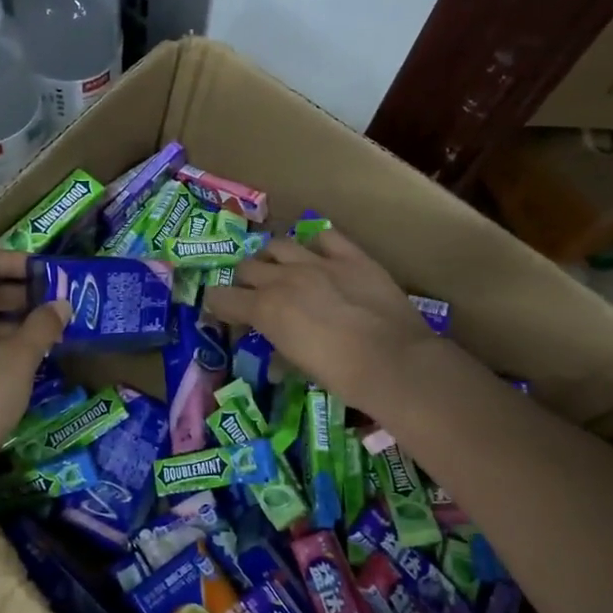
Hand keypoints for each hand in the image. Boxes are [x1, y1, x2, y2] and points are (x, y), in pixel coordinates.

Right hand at [204, 228, 438, 412]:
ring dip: (273, 258)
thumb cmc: (341, 376)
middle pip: (246, 266)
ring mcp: (318, 262)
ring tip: (283, 271)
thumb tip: (275, 361)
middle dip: (245, 281)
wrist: (394, 361)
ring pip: (278, 245)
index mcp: (265, 309)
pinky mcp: (351, 256)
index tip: (225, 314)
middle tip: (256, 296)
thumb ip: (279, 353)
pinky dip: (316, 246)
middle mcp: (283, 278)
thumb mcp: (300, 367)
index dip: (218, 305)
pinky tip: (321, 258)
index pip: (220, 296)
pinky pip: (324, 237)